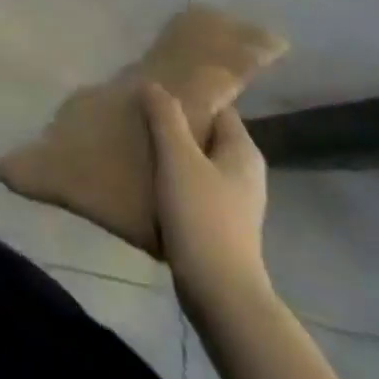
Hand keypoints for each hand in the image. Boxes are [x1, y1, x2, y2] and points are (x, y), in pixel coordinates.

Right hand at [143, 85, 269, 306]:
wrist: (219, 293)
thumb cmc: (202, 217)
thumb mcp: (178, 159)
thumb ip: (165, 118)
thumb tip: (153, 85)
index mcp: (243, 151)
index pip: (219, 108)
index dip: (188, 96)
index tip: (154, 91)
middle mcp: (243, 172)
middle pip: (205, 135)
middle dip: (173, 125)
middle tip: (138, 115)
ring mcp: (233, 202)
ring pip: (196, 164)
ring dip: (169, 155)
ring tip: (134, 145)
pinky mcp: (218, 226)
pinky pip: (192, 190)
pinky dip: (171, 182)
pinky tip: (145, 183)